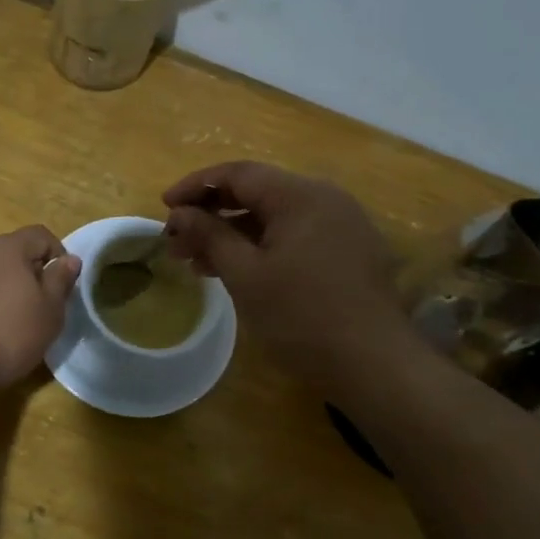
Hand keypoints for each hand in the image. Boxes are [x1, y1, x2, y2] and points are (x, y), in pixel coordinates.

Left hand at [0, 226, 80, 395]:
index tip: (61, 285)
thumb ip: (61, 281)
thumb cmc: (7, 335)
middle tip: (36, 306)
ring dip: (0, 287)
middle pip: (10, 252)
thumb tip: (70, 259)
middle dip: (27, 273)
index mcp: (7, 247)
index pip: (40, 235)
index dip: (57, 255)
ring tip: (6, 321)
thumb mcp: (49, 312)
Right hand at [162, 162, 410, 389]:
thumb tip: (180, 214)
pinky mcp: (349, 252)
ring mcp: (341, 225)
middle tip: (176, 243)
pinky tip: (238, 272)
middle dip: (212, 215)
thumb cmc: (301, 316)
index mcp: (300, 195)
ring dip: (234, 235)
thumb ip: (210, 236)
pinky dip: (262, 248)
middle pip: (257, 193)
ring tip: (198, 264)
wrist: (374, 364)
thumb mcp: (246, 275)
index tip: (165, 207)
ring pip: (275, 218)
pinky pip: (296, 237)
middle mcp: (325, 199)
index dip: (196, 186)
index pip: (238, 174)